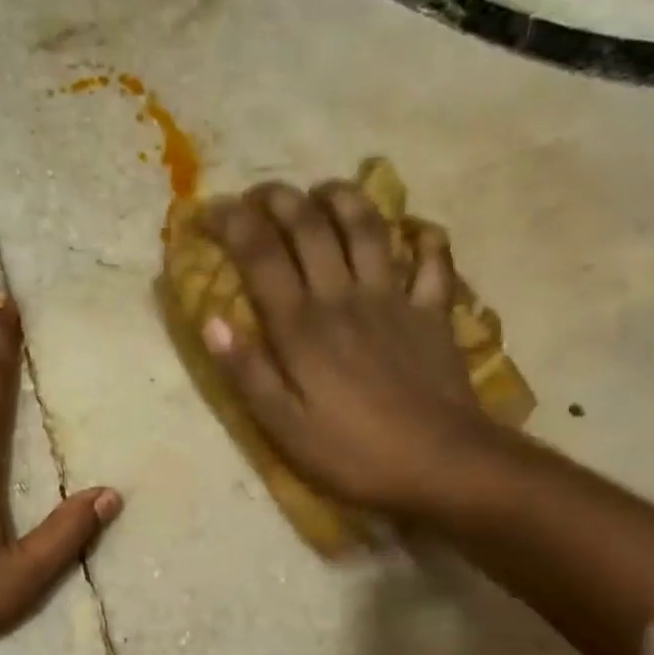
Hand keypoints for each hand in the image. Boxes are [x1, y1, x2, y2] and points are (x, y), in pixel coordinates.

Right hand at [200, 180, 502, 521]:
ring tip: (325, 190)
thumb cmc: (352, 452)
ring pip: (369, 228)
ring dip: (345, 198)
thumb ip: (247, 372)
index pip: (261, 256)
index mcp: (302, 327)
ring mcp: (395, 300)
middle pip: (312, 227)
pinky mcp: (434, 313)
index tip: (211, 209)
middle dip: (281, 199)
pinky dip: (423, 238)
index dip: (233, 223)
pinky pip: (432, 261)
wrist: (443, 465)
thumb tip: (211, 321)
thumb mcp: (282, 426)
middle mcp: (345, 298)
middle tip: (260, 193)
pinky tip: (414, 229)